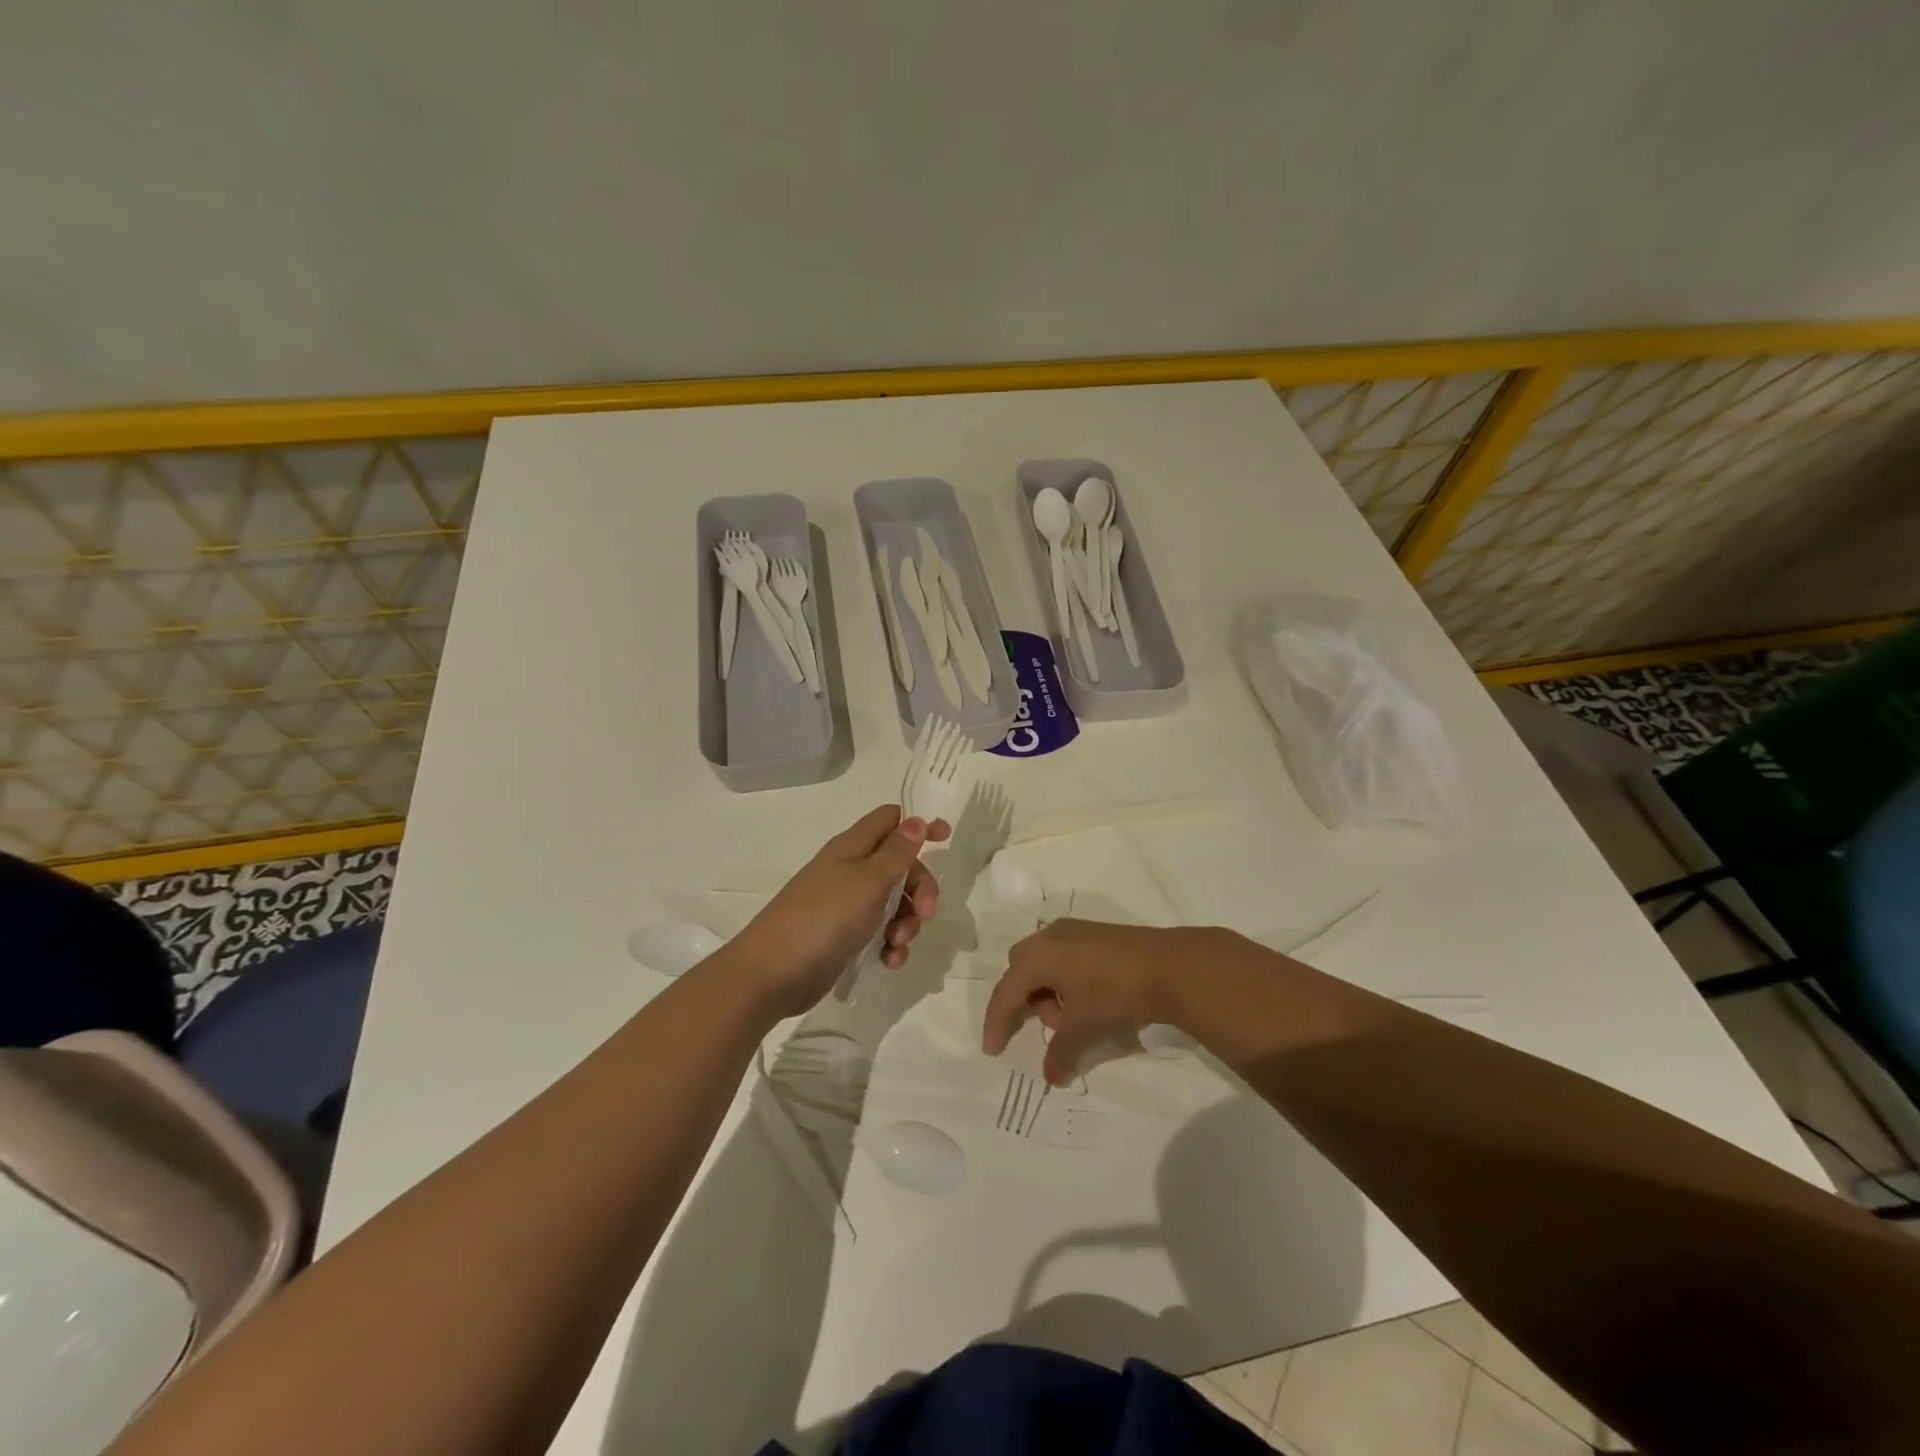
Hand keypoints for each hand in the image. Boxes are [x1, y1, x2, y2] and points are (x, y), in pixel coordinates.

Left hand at [732, 805, 951, 1017]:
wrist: (772, 974)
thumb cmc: (823, 918)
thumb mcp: (868, 881)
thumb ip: (896, 853)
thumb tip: (915, 820)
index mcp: (853, 848)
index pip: (889, 820)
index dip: (917, 825)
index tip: (945, 838)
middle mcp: (850, 871)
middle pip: (900, 865)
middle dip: (920, 888)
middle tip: (926, 913)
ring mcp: (846, 904)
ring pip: (894, 903)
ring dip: (907, 922)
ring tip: (897, 944)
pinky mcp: (844, 936)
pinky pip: (878, 933)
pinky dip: (890, 945)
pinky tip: (889, 961)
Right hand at [982, 919, 1198, 1084]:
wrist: (1170, 966)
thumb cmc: (1115, 993)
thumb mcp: (1085, 1028)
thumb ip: (1062, 1052)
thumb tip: (1051, 1076)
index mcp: (1038, 955)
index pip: (1006, 992)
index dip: (996, 1023)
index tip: (993, 1051)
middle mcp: (1050, 937)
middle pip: (1021, 970)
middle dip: (1025, 1001)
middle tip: (1045, 1026)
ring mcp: (1074, 931)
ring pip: (1044, 962)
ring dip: (1049, 992)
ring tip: (1074, 1018)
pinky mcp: (1095, 933)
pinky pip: (1064, 957)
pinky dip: (1065, 980)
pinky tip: (1088, 999)